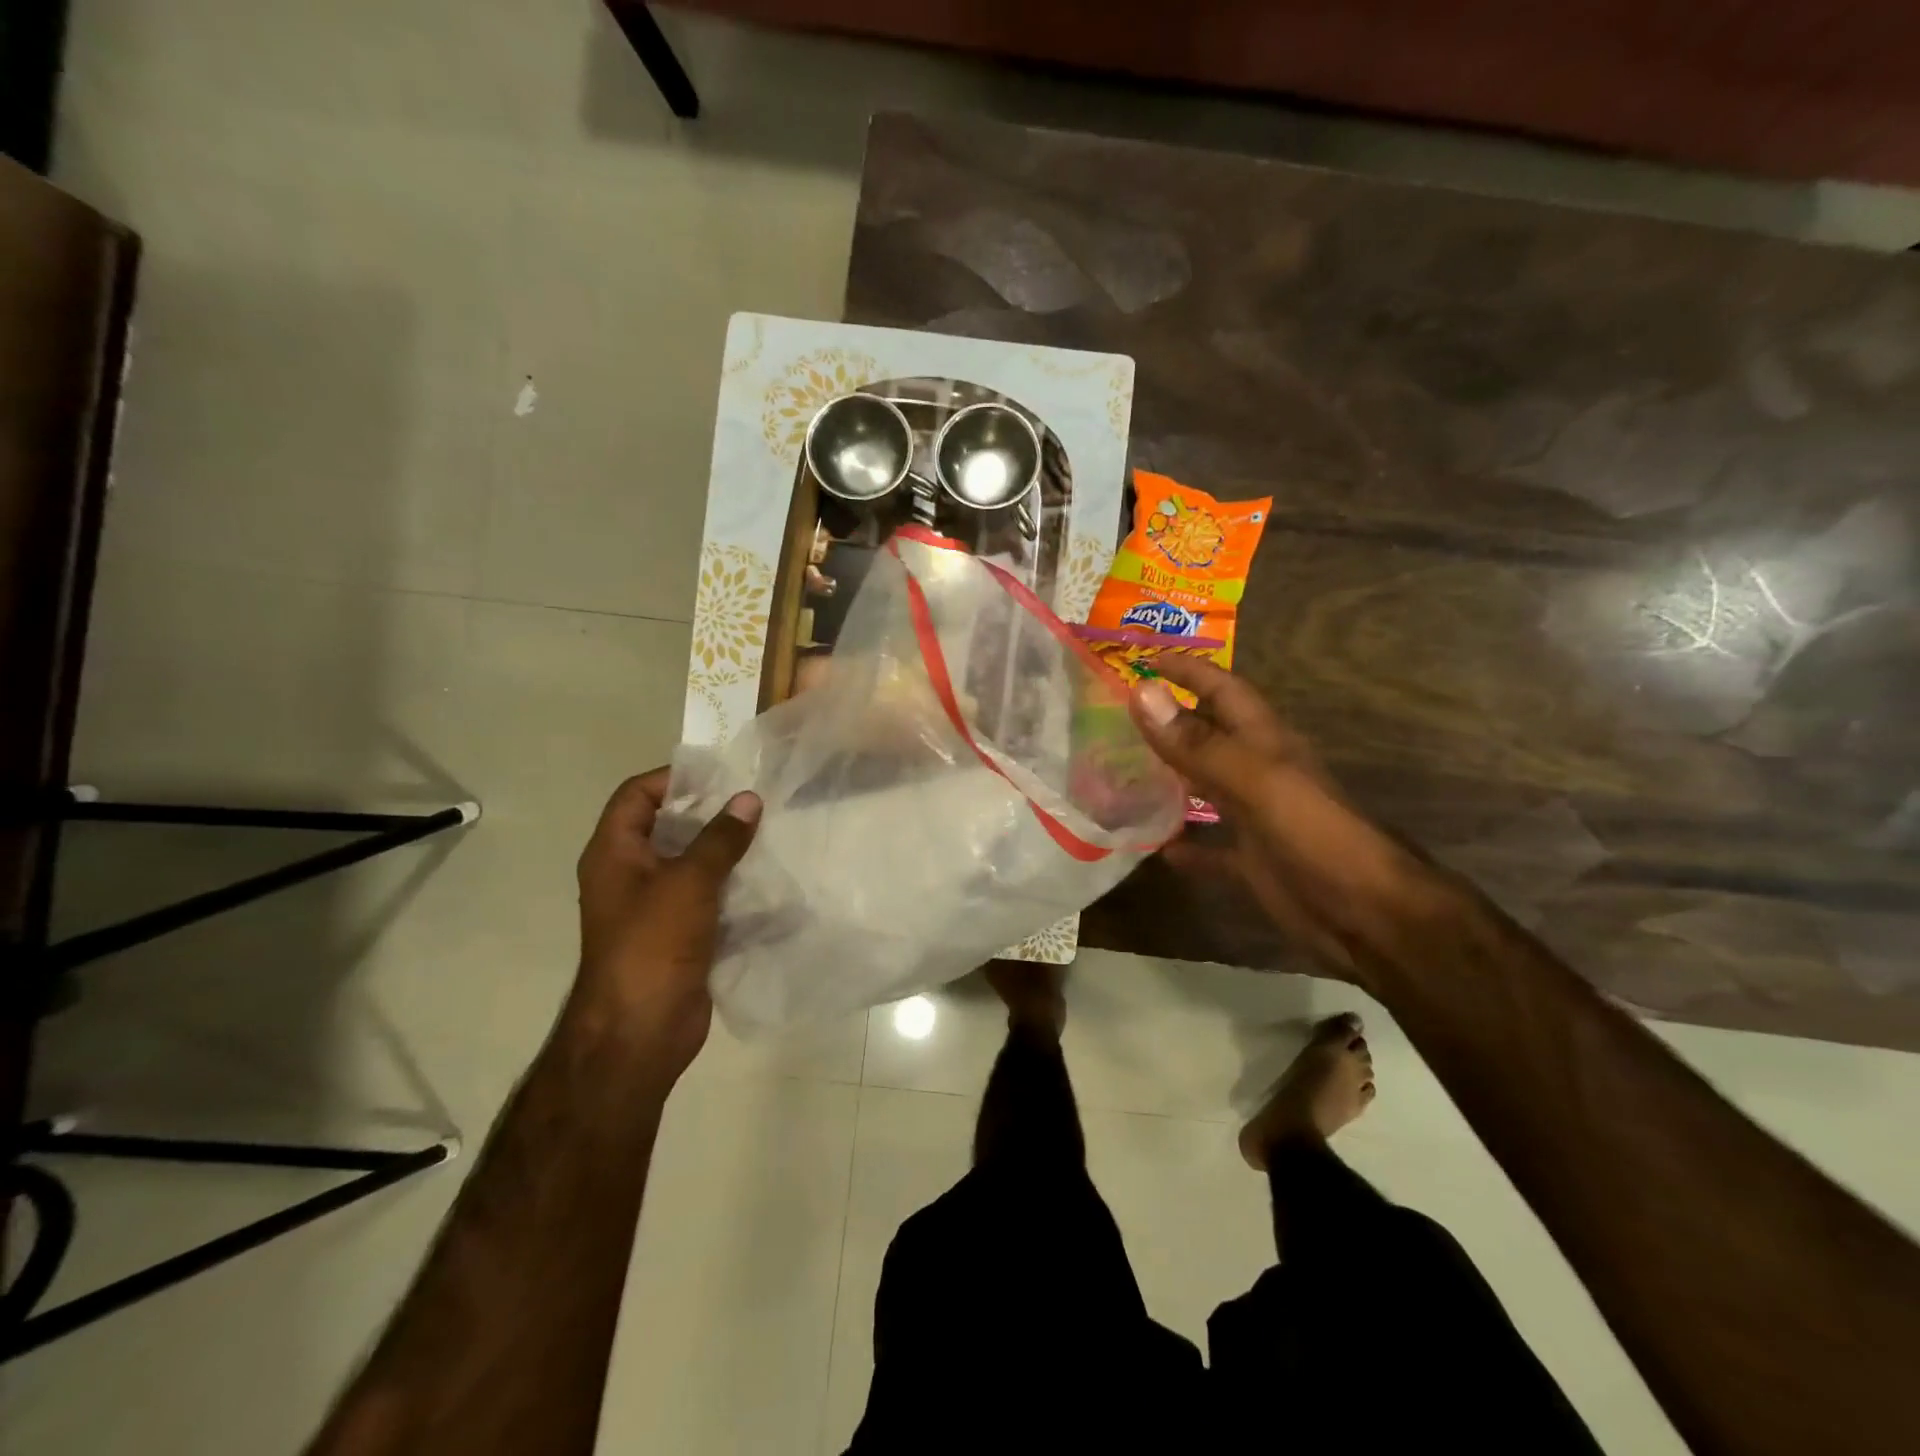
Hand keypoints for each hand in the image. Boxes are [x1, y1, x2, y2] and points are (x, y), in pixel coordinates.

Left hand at [572, 768, 760, 1081]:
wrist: (639, 1034)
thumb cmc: (651, 946)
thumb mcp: (687, 882)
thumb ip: (720, 839)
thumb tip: (748, 799)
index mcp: (615, 853)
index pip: (637, 795)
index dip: (673, 778)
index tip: (721, 773)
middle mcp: (632, 875)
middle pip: (670, 828)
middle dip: (712, 814)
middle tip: (758, 802)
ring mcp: (658, 907)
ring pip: (696, 865)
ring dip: (730, 852)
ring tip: (773, 835)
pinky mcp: (683, 935)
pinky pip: (713, 900)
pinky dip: (738, 890)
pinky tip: (775, 884)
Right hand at [1126, 656, 1418, 973]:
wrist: (1368, 916)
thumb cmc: (1315, 837)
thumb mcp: (1256, 782)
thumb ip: (1198, 743)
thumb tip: (1141, 693)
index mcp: (1263, 742)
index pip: (1221, 690)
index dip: (1186, 670)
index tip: (1142, 660)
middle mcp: (1257, 772)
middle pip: (1208, 735)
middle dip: (1168, 720)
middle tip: (1115, 715)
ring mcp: (1255, 818)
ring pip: (1203, 787)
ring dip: (1169, 778)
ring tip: (1120, 772)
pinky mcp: (1252, 862)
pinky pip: (1210, 848)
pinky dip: (1184, 845)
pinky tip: (1155, 847)